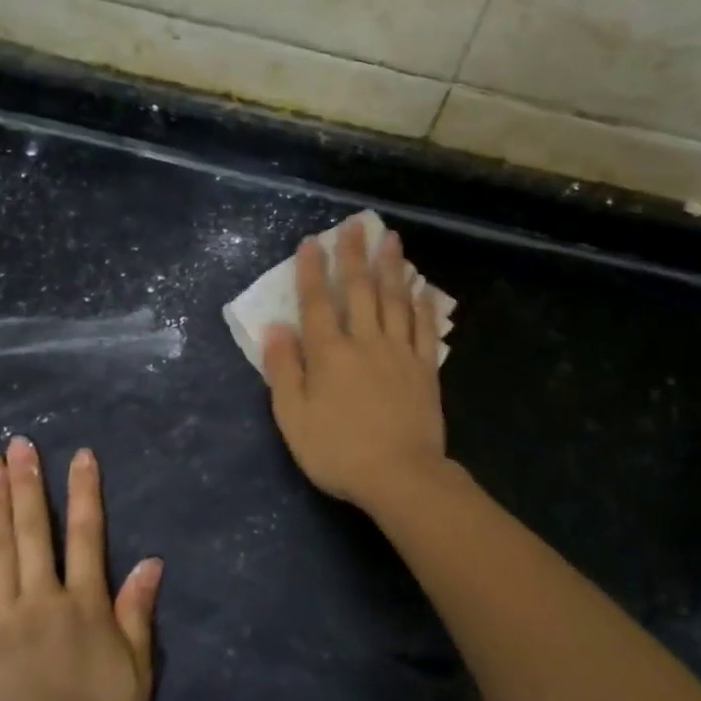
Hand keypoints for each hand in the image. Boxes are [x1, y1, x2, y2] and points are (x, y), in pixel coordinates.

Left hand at [0, 437, 162, 700]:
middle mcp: (41, 598)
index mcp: (84, 606)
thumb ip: (137, 616)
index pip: (86, 535)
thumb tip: (150, 562)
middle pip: (33, 531)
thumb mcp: (133, 677)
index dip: (84, 492)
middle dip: (28, 483)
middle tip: (19, 444)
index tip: (79, 455)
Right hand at [262, 217, 446, 512]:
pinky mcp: (425, 369)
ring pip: (395, 300)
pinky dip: (423, 305)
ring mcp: (399, 353)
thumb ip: (284, 370)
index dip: (313, 270)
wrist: (399, 476)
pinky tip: (423, 287)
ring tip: (391, 239)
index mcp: (329, 353)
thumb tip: (276, 328)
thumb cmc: (338, 451)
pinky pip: (425, 328)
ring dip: (392, 267)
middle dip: (355, 255)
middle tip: (356, 224)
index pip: (317, 302)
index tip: (313, 241)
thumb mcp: (294, 417)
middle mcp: (365, 342)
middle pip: (360, 290)